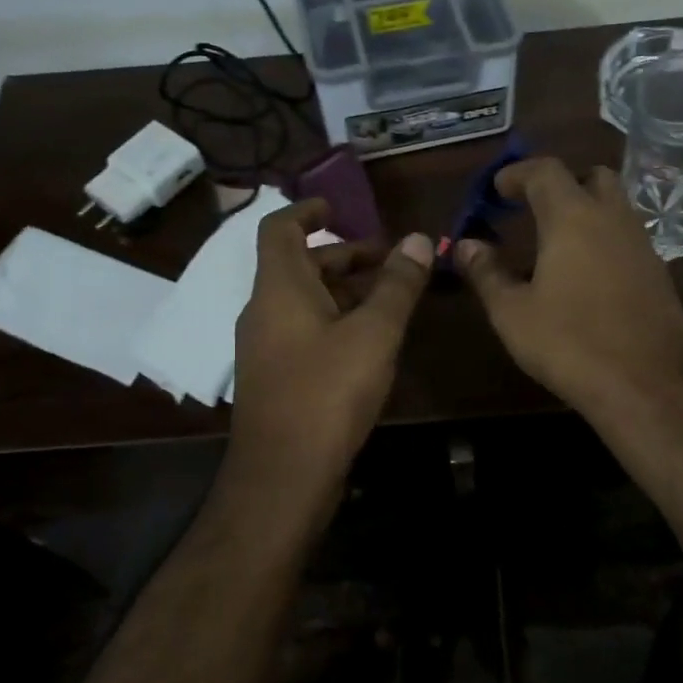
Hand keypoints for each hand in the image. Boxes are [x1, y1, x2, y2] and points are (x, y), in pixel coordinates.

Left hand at [231, 199, 432, 489]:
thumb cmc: (327, 393)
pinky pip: (303, 331)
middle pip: (299, 266)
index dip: (307, 210)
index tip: (340, 206)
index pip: (280, 228)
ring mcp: (266, 347)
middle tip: (389, 259)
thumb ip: (397, 285)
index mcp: (279, 288)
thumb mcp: (373, 333)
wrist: (283, 477)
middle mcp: (264, 311)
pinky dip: (334, 321)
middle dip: (343, 255)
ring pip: (304, 302)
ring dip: (343, 291)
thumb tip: (418, 239)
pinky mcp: (275, 378)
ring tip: (389, 298)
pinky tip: (369, 342)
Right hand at [456, 158, 682, 427]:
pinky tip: (585, 274)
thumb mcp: (513, 312)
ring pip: (615, 206)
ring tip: (555, 242)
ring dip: (585, 210)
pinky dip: (603, 238)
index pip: (545, 171)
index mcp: (573, 218)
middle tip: (532, 207)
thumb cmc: (570, 344)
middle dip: (560, 183)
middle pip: (591, 176)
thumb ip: (487, 272)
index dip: (517, 172)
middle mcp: (613, 219)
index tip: (496, 187)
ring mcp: (642, 245)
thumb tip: (466, 245)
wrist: (648, 387)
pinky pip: (627, 237)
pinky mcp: (659, 273)